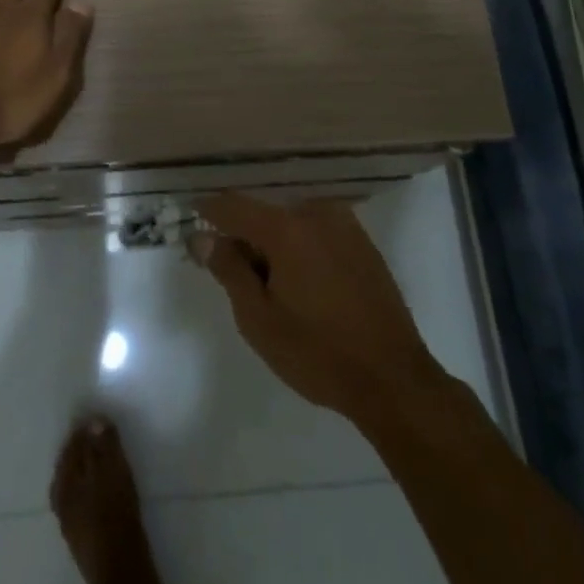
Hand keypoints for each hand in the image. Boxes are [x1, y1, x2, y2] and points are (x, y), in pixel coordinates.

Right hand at [192, 191, 447, 422]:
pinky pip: (316, 232)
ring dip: (273, 244)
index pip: (233, 205)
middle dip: (244, 238)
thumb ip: (228, 270)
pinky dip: (300, 247)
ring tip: (270, 288)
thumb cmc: (317, 352)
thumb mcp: (258, 318)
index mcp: (287, 227)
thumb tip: (202, 237)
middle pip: (264, 214)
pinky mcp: (362, 242)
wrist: (393, 378)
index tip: (189, 219)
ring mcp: (344, 225)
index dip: (207, 211)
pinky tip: (302, 286)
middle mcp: (316, 212)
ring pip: (291, 222)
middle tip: (234, 277)